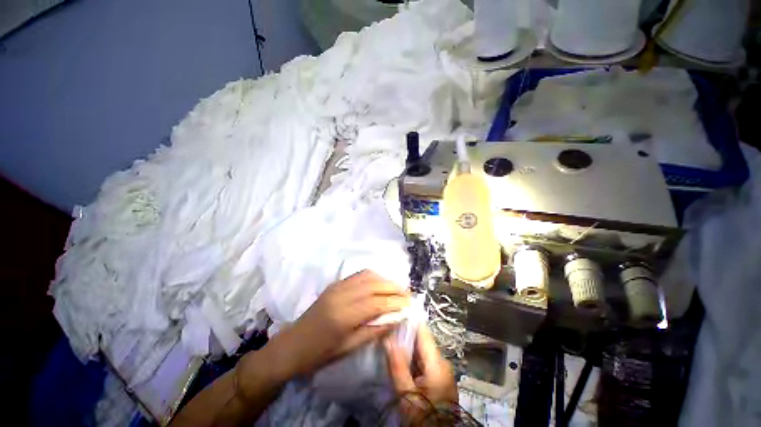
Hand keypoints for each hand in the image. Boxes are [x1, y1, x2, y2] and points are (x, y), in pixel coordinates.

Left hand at [268, 270, 410, 379]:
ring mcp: (337, 286)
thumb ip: (374, 331)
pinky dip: (373, 277)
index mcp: (344, 315)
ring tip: (396, 289)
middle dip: (394, 287)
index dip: (395, 302)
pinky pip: (358, 275)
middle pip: (374, 284)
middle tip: (407, 294)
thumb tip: (395, 319)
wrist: (291, 345)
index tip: (409, 304)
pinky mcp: (335, 284)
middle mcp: (342, 295)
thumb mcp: (348, 348)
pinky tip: (380, 284)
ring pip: (367, 276)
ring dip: (385, 280)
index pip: (377, 302)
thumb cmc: (319, 353)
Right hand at [384, 323, 457, 423]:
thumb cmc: (424, 418)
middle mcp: (442, 362)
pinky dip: (412, 359)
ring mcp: (442, 370)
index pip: (423, 332)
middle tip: (387, 330)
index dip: (409, 321)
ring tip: (390, 341)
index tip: (394, 314)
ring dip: (407, 347)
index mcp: (437, 363)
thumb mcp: (407, 395)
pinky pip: (423, 361)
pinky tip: (400, 359)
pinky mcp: (439, 377)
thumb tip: (388, 339)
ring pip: (421, 351)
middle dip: (404, 336)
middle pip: (422, 341)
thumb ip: (398, 366)